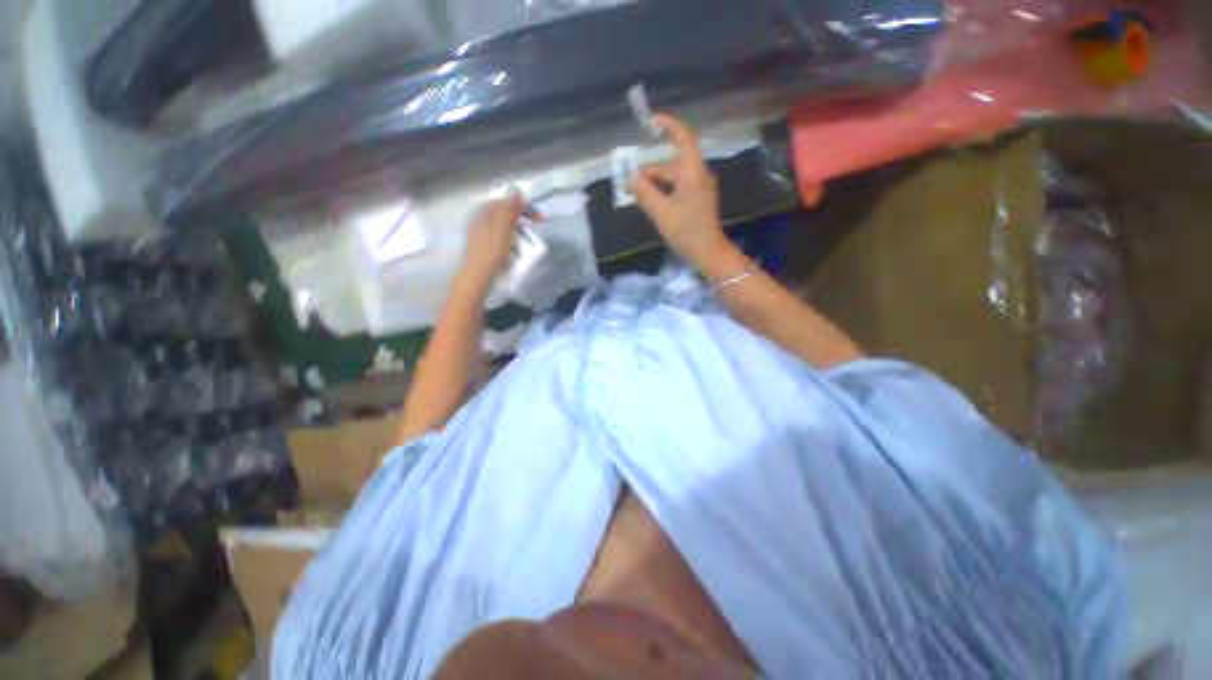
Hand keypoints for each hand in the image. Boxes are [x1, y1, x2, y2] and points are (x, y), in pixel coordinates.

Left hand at [458, 193, 538, 288]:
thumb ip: (507, 211)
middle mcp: (480, 221)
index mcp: (485, 217)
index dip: (521, 206)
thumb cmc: (491, 256)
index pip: (504, 203)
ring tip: (524, 235)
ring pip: (498, 222)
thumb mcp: (502, 232)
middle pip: (500, 211)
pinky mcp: (480, 244)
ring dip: (513, 224)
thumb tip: (516, 192)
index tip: (536, 218)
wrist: (475, 279)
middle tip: (532, 225)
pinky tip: (512, 245)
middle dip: (518, 214)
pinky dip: (507, 233)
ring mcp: (478, 233)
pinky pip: (496, 232)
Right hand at [633, 115, 731, 268]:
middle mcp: (698, 174)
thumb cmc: (686, 231)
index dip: (668, 125)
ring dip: (655, 182)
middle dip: (650, 169)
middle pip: (672, 162)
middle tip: (629, 181)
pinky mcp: (698, 198)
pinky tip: (650, 200)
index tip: (650, 122)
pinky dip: (663, 190)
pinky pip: (677, 187)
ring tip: (636, 193)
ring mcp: (699, 187)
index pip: (683, 137)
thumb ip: (645, 193)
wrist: (708, 251)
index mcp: (692, 171)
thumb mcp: (661, 212)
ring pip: (673, 176)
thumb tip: (630, 179)